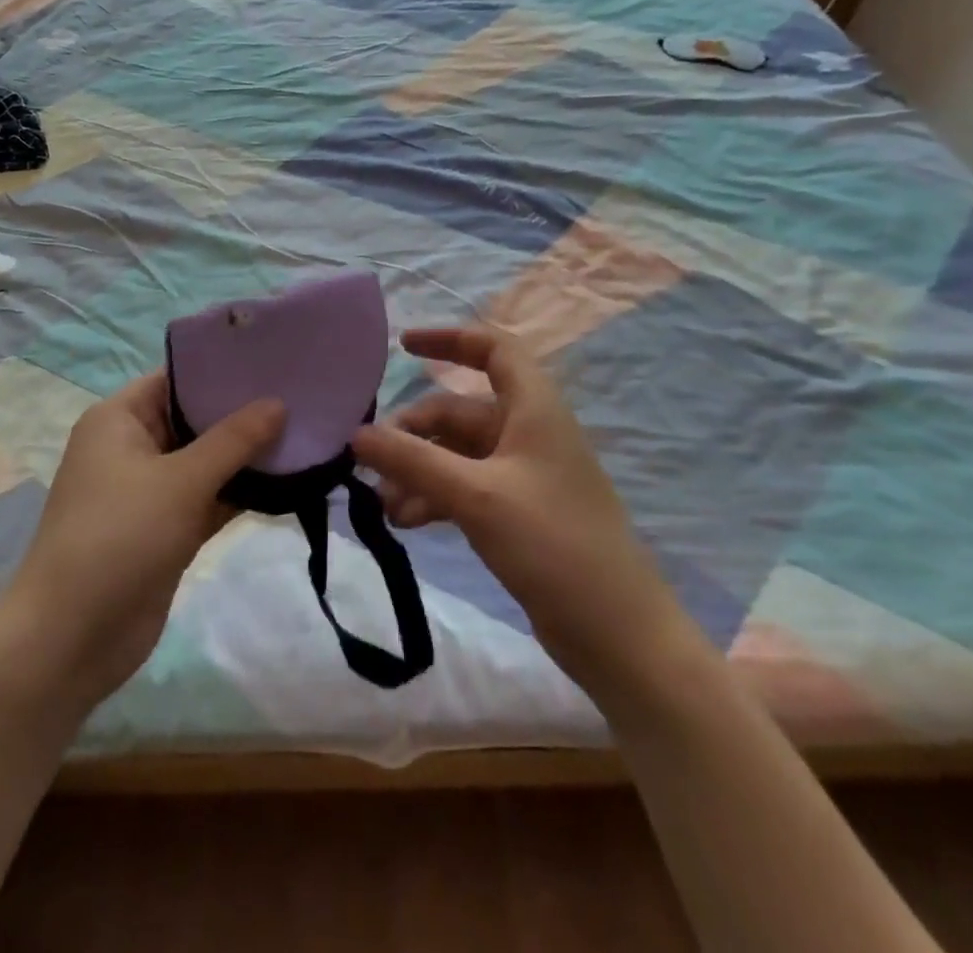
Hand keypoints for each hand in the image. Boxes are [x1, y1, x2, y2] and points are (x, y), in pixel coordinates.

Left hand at [0, 372, 283, 709]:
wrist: (71, 640)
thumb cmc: (119, 537)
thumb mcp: (181, 480)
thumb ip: (234, 440)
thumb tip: (279, 403)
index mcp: (120, 419)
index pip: (176, 378)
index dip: (222, 367)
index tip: (274, 360)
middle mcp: (133, 447)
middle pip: (195, 418)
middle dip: (243, 412)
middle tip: (302, 394)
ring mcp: (150, 491)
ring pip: (207, 461)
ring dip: (247, 455)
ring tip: (306, 430)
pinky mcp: (166, 529)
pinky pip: (209, 498)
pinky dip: (240, 492)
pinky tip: (287, 480)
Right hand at [351, 326, 690, 696]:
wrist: (617, 633)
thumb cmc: (552, 543)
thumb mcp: (475, 495)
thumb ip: (412, 460)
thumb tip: (355, 435)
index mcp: (533, 408)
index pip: (492, 350)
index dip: (448, 339)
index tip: (401, 347)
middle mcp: (528, 432)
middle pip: (459, 412)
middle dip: (413, 433)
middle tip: (371, 464)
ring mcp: (523, 475)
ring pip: (456, 454)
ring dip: (418, 471)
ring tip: (384, 505)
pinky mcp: (518, 514)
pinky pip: (464, 488)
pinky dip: (434, 498)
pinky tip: (405, 524)